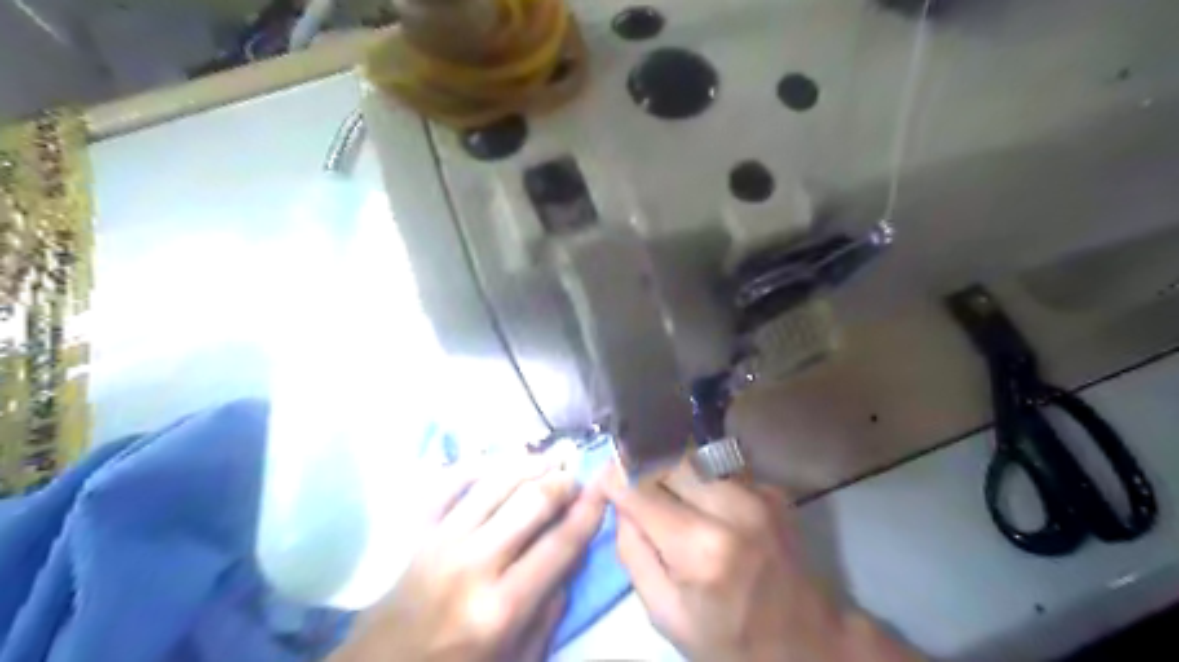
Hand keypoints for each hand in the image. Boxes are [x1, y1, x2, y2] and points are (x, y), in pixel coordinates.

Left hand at [330, 459, 607, 660]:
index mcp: (501, 607)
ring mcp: (441, 541)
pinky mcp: (417, 531)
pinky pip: (448, 482)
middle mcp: (473, 564)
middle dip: (561, 482)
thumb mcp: (516, 659)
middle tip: (575, 477)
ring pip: (494, 483)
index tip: (605, 487)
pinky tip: (497, 460)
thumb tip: (571, 558)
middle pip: (530, 502)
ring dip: (527, 464)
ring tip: (548, 459)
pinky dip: (474, 465)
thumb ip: (549, 611)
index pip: (559, 544)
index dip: (588, 511)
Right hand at [607, 461, 918, 660]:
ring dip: (668, 467)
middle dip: (640, 464)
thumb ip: (633, 552)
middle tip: (629, 483)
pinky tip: (699, 501)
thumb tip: (620, 502)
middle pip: (667, 457)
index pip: (640, 487)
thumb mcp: (665, 614)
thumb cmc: (730, 640)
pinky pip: (718, 466)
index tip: (601, 479)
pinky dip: (697, 476)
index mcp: (701, 548)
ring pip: (692, 454)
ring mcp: (757, 493)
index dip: (613, 477)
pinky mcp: (771, 488)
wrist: (808, 642)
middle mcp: (732, 507)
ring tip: (663, 491)